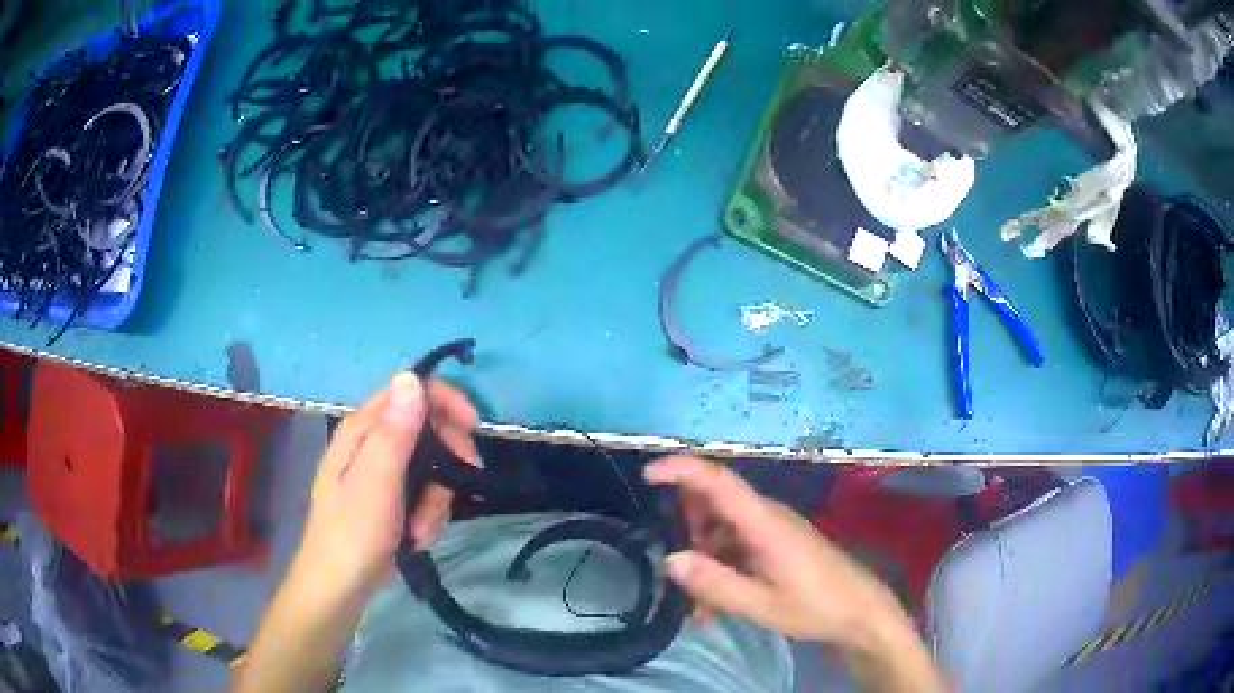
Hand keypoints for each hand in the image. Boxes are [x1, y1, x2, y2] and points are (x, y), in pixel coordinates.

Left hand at [293, 372, 479, 601]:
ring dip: (437, 498)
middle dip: (447, 458)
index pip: (410, 391)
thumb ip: (395, 430)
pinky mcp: (390, 498)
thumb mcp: (377, 480)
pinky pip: (423, 492)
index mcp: (361, 429)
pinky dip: (428, 514)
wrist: (340, 586)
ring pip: (430, 466)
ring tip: (422, 528)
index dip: (445, 402)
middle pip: (426, 428)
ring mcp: (381, 472)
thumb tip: (411, 376)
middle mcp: (370, 443)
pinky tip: (418, 535)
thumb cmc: (354, 532)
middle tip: (464, 480)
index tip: (474, 429)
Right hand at [643, 456, 910, 648]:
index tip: (647, 475)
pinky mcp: (777, 543)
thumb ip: (715, 583)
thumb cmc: (816, 606)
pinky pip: (737, 545)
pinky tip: (716, 606)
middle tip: (677, 571)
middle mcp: (767, 516)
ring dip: (703, 558)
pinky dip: (720, 567)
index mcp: (764, 522)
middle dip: (687, 531)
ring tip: (699, 605)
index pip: (719, 481)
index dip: (682, 470)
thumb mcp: (762, 605)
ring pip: (722, 529)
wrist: (860, 612)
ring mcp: (773, 529)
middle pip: (714, 503)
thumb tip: (670, 559)